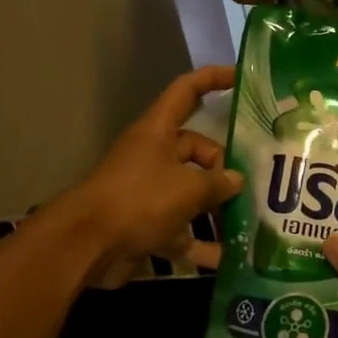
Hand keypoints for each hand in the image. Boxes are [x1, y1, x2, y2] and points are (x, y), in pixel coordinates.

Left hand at [57, 66, 244, 286]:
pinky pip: (183, 230)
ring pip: (193, 192)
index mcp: (158, 132)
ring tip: (251, 222)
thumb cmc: (137, 201)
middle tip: (253, 187)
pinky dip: (202, 244)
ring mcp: (150, 191)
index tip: (242, 78)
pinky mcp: (147, 224)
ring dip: (218, 208)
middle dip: (225, 168)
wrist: (85, 247)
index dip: (213, 79)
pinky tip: (230, 258)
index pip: (187, 91)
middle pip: (198, 150)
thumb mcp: (187, 188)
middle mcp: (154, 156)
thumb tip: (236, 181)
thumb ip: (218, 183)